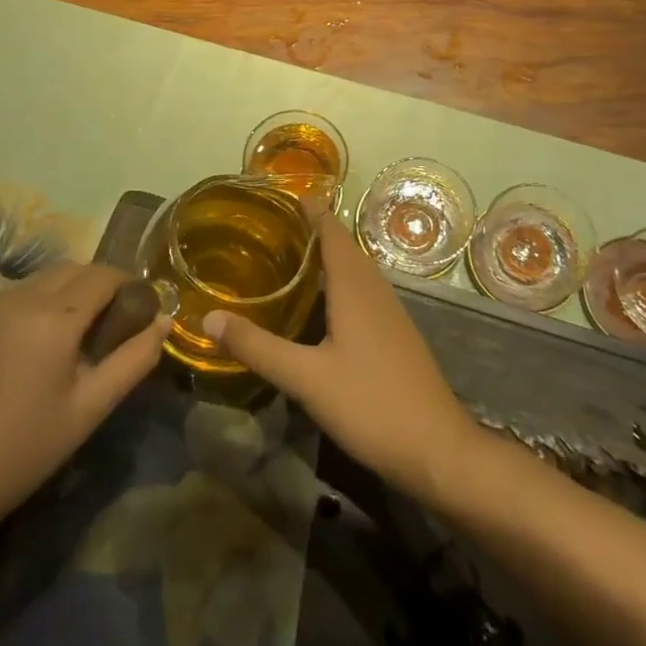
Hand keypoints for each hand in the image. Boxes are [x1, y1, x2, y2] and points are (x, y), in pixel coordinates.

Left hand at [0, 264, 169, 535]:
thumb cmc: (22, 451)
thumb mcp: (89, 409)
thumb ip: (133, 360)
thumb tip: (164, 322)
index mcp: (53, 317)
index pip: (103, 275)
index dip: (129, 284)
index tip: (143, 308)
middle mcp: (19, 299)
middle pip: (72, 269)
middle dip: (100, 284)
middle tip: (115, 321)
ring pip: (41, 280)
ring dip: (68, 291)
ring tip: (78, 334)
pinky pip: (14, 298)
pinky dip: (38, 305)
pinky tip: (37, 348)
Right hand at [202, 211, 481, 503]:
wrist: (438, 448)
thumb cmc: (371, 404)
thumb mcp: (306, 378)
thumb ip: (258, 347)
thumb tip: (208, 317)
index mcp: (354, 285)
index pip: (330, 228)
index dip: (305, 208)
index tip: (272, 196)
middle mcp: (374, 287)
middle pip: (340, 244)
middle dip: (307, 230)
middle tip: (265, 227)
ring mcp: (389, 310)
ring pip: (352, 268)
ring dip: (322, 256)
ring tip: (283, 257)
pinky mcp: (394, 332)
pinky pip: (360, 290)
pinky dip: (335, 281)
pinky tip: (316, 304)